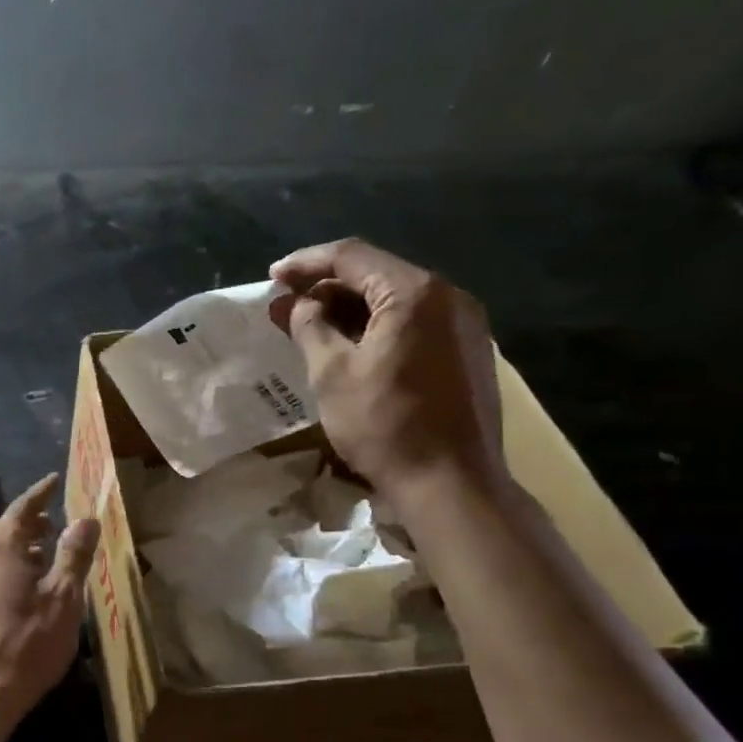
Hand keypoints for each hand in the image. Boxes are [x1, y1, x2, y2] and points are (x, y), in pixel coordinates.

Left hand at [0, 474, 100, 733]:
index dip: (41, 493)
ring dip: (17, 548)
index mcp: (0, 545)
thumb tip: (85, 519)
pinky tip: (18, 592)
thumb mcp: (63, 598)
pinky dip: (3, 569)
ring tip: (43, 560)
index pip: (24, 506)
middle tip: (55, 524)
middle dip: (30, 523)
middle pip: (4, 528)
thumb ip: (74, 554)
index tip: (54, 481)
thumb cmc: (25, 643)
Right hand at [268, 238, 507, 513]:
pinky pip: (416, 323)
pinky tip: (353, 349)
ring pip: (397, 300)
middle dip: (327, 288)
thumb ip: (308, 326)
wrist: (452, 484)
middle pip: (377, 274)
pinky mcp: (470, 353)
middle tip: (288, 308)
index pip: (351, 256)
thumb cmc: (385, 425)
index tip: (272, 278)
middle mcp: (449, 297)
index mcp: (415, 292)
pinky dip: (379, 327)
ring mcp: (465, 325)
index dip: (305, 264)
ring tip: (313, 329)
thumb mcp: (332, 373)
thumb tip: (293, 303)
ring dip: (352, 309)